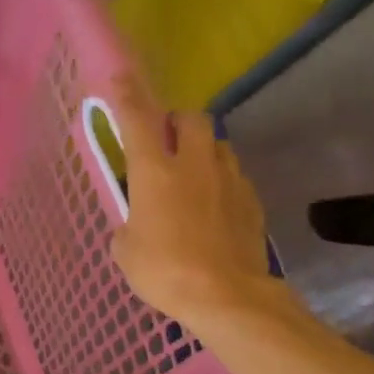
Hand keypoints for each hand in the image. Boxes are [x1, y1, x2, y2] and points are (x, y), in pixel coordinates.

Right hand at [109, 72, 288, 336]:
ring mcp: (228, 180)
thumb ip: (129, 224)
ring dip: (202, 150)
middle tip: (165, 141)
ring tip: (192, 174)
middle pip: (191, 118)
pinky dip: (221, 180)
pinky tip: (214, 205)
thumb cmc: (164, 271)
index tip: (121, 76)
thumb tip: (137, 223)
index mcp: (154, 171)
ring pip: (217, 144)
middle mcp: (193, 164)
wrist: (227, 297)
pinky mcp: (251, 201)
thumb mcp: (126, 250)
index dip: (127, 95)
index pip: (137, 120)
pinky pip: (234, 176)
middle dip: (177, 121)